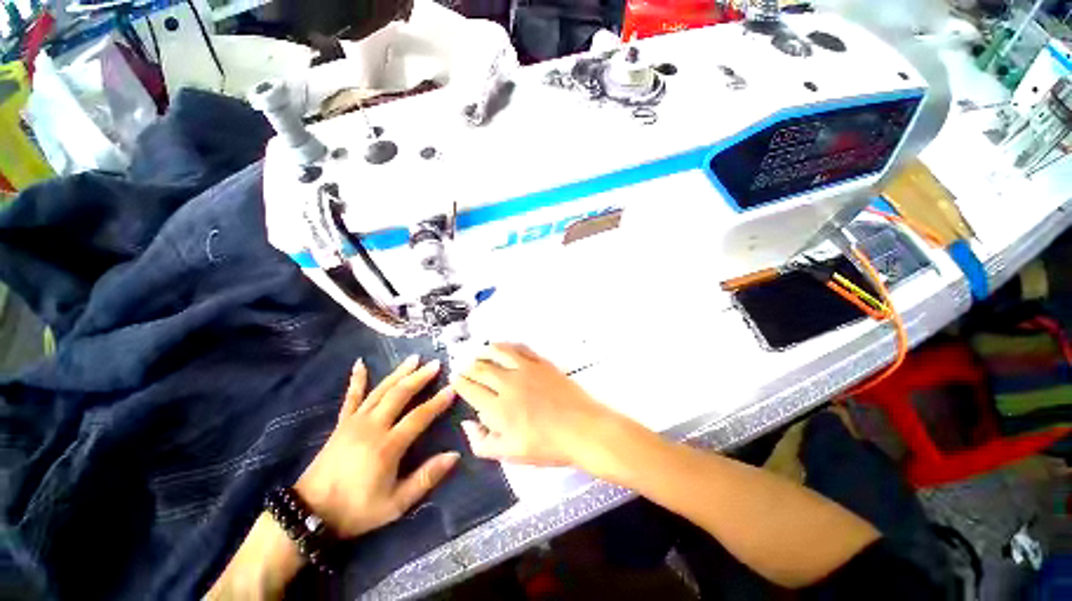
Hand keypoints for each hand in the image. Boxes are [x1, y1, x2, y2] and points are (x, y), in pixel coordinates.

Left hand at [294, 356, 458, 537]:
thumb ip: (426, 478)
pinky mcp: (341, 424)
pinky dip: (357, 380)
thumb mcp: (395, 504)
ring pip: (380, 390)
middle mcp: (372, 427)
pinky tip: (360, 364)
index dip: (437, 402)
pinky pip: (351, 397)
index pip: (419, 417)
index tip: (453, 388)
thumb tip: (455, 456)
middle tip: (436, 364)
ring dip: (399, 372)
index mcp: (387, 446)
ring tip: (414, 358)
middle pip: (400, 394)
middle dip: (419, 377)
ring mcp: (354, 422)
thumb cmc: (356, 510)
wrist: (309, 514)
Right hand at [451, 343, 621, 468]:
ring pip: (499, 353)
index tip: (455, 379)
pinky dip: (509, 345)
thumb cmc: (546, 446)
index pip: (471, 389)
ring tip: (480, 351)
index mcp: (497, 407)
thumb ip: (482, 442)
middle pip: (481, 369)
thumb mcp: (510, 454)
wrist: (581, 428)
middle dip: (469, 367)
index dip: (460, 383)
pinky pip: (521, 348)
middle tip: (465, 366)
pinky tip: (506, 347)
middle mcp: (508, 383)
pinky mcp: (541, 362)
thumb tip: (467, 424)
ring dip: (486, 351)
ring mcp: (526, 369)